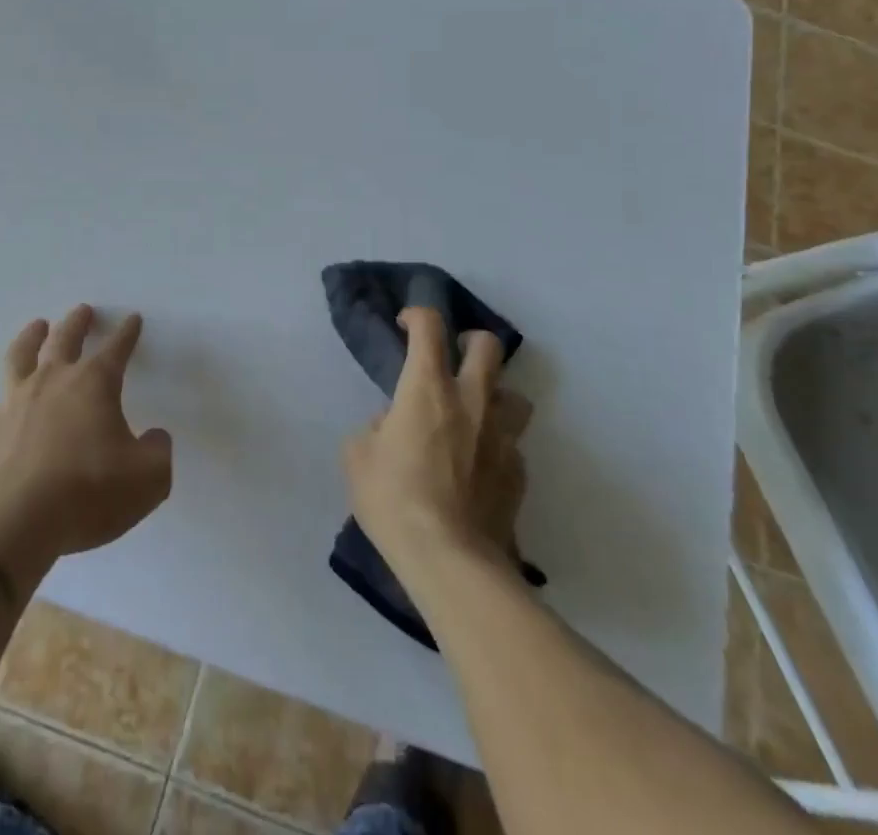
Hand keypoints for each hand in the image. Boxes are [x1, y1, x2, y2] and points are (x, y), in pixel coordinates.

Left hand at [0, 305, 173, 561]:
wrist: (15, 519)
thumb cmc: (89, 491)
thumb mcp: (148, 478)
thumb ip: (157, 452)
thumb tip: (154, 437)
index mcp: (94, 383)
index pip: (116, 348)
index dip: (127, 333)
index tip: (132, 318)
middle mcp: (53, 381)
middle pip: (65, 338)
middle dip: (77, 322)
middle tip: (83, 310)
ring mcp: (16, 403)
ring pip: (20, 357)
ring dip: (30, 338)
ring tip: (36, 326)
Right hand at [341, 307, 531, 576]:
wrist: (450, 561)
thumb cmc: (394, 499)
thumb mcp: (358, 457)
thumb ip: (375, 428)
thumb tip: (392, 424)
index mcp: (427, 387)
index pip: (429, 326)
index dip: (417, 315)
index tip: (405, 325)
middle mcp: (472, 400)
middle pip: (488, 346)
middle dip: (471, 342)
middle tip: (454, 357)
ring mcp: (502, 437)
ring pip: (515, 395)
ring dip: (496, 396)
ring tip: (475, 415)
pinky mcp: (519, 474)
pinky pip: (512, 445)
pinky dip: (496, 446)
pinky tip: (478, 469)